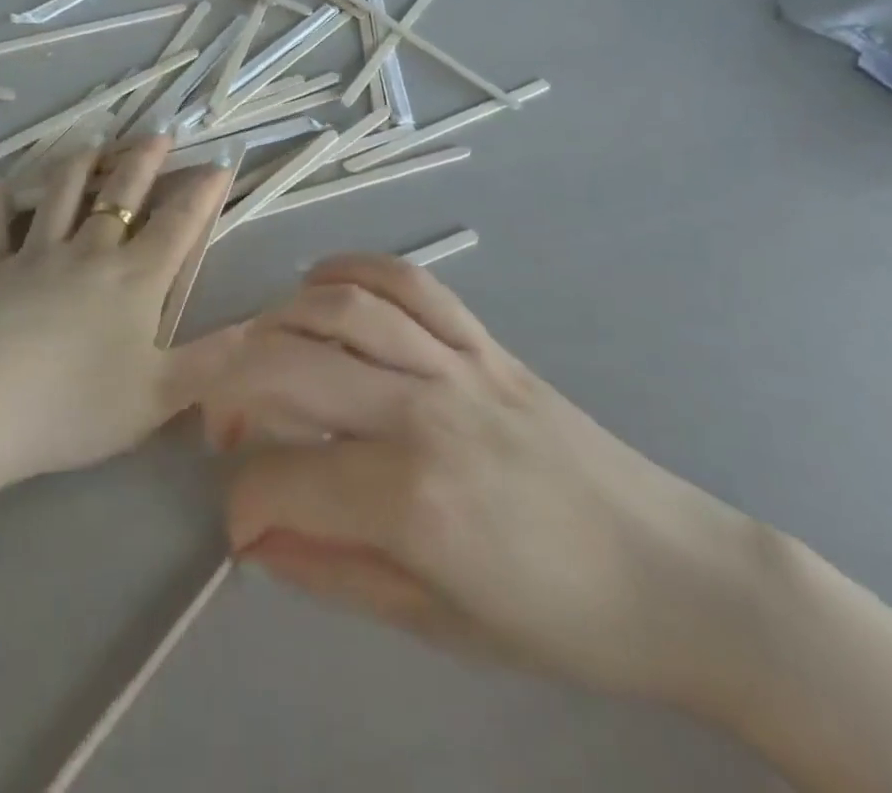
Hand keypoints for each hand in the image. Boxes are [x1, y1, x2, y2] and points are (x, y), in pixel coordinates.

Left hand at [0, 134, 240, 489]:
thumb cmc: (73, 406)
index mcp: (134, 280)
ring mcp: (34, 255)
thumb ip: (209, 362)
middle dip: (144, 161)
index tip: (220, 164)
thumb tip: (256, 329)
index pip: (178, 224)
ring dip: (79, 165)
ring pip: (61, 195)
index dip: (202, 193)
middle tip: (158, 133)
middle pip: (121, 194)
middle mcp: (88, 253)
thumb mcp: (157, 397)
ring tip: (93, 143)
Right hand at [203, 254, 761, 710]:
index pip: (281, 479)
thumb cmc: (557, 618)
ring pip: (338, 310)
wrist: (670, 572)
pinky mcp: (483, 341)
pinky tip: (319, 284)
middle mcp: (421, 412)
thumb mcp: (435, 622)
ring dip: (277, 323)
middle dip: (228, 389)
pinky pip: (407, 282)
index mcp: (410, 500)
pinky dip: (352, 269)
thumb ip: (333, 571)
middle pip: (287, 366)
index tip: (241, 524)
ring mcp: (454, 364)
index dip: (242, 504)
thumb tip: (257, 540)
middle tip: (221, 424)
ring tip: (259, 354)